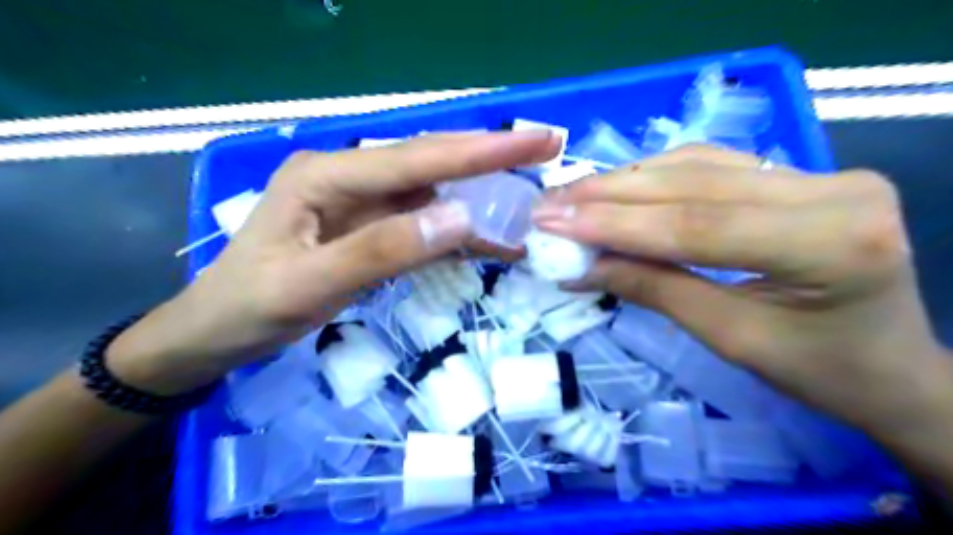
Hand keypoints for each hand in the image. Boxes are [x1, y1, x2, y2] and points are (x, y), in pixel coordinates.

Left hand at [107, 132, 560, 394]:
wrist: (215, 332)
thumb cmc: (249, 308)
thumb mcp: (309, 285)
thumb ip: (383, 250)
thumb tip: (461, 218)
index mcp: (326, 175)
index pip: (417, 158)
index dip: (479, 152)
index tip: (534, 143)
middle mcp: (348, 178)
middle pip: (430, 163)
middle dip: (488, 158)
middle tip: (544, 149)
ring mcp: (360, 203)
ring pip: (432, 193)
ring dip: (479, 199)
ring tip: (526, 204)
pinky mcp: (369, 228)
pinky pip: (422, 223)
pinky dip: (457, 232)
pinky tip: (487, 239)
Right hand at [533, 145, 947, 433]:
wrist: (891, 366)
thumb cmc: (820, 371)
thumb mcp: (730, 338)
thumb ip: (654, 289)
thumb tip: (581, 267)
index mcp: (830, 241)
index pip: (695, 224)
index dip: (614, 223)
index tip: (553, 222)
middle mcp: (832, 189)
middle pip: (693, 185)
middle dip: (610, 195)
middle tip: (551, 204)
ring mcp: (820, 173)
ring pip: (697, 165)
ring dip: (626, 180)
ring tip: (573, 196)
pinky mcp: (801, 173)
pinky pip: (712, 166)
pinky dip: (656, 176)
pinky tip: (618, 186)